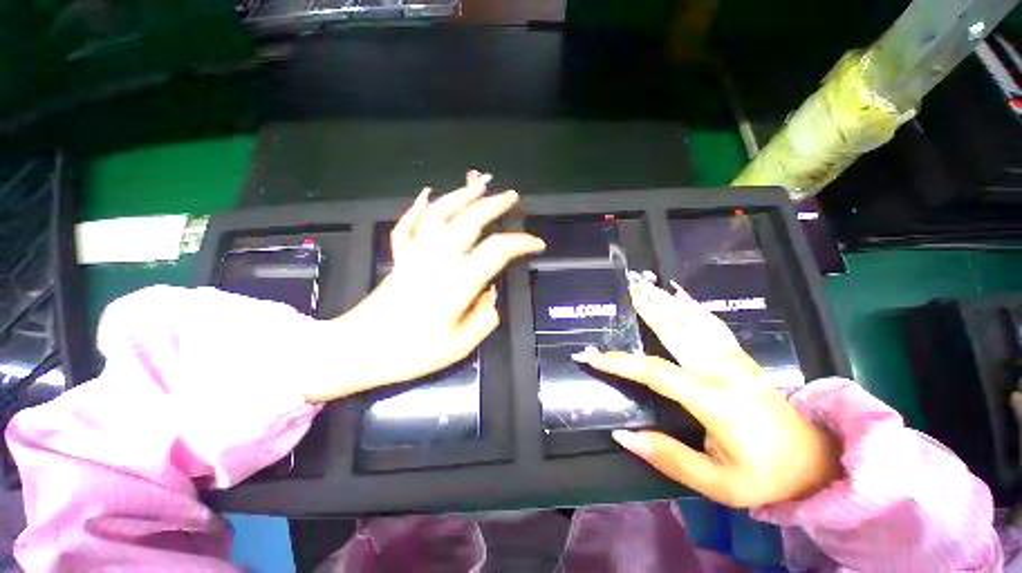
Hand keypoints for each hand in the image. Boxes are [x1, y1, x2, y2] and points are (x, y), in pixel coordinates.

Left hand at [303, 171, 545, 402]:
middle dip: (493, 205)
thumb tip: (488, 293)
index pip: (497, 251)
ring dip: (461, 196)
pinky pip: (407, 226)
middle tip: (511, 196)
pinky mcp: (399, 259)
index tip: (537, 244)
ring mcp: (416, 255)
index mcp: (457, 282)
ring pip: (439, 214)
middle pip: (469, 221)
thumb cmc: (410, 352)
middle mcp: (438, 260)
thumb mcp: (459, 346)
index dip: (521, 243)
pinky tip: (427, 195)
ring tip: (478, 183)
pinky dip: (418, 208)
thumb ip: (484, 317)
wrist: (357, 349)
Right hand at [573, 276, 841, 507]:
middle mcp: (723, 373)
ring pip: (694, 321)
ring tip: (645, 283)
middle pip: (678, 333)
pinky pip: (712, 323)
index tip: (591, 354)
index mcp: (716, 403)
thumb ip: (669, 458)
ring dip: (667, 300)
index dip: (622, 363)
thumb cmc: (763, 476)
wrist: (814, 462)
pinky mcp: (740, 357)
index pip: (657, 374)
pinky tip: (679, 292)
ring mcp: (734, 361)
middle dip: (648, 309)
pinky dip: (693, 304)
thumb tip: (622, 434)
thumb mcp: (717, 484)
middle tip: (626, 289)